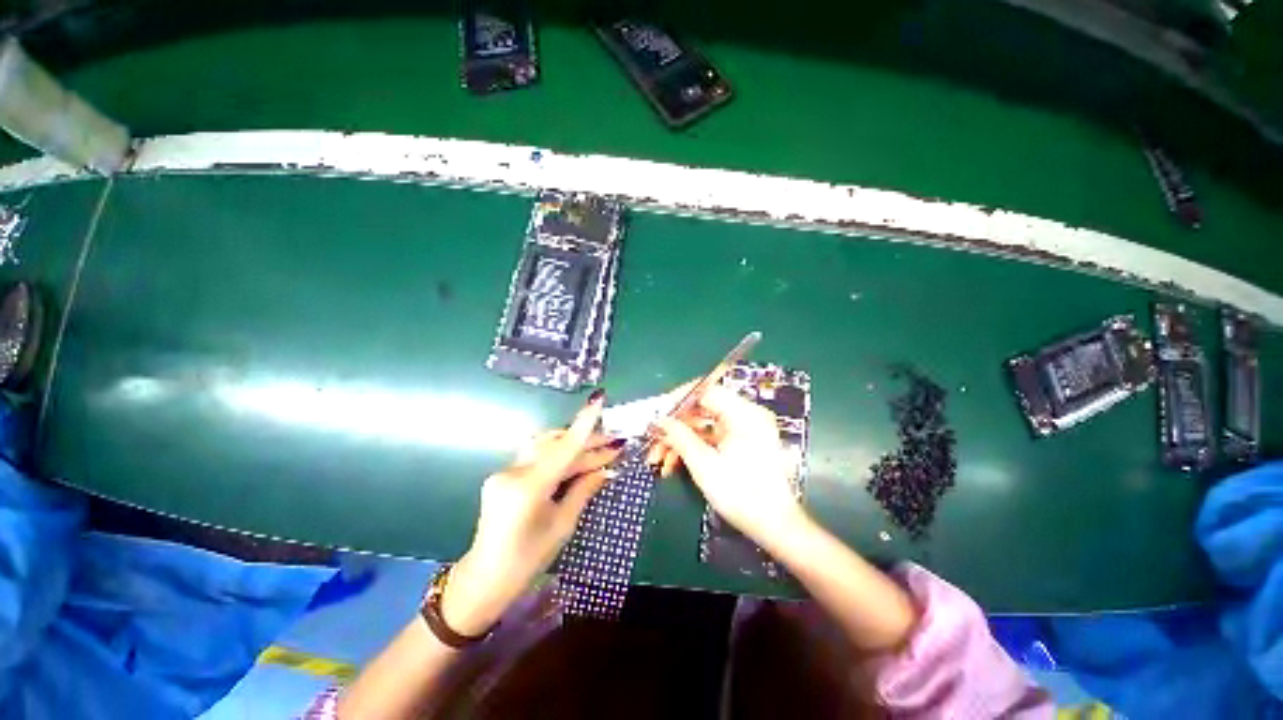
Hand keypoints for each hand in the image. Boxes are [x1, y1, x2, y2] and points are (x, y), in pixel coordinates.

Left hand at [442, 391, 624, 635]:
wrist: (484, 578)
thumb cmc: (528, 560)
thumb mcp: (562, 526)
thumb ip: (584, 490)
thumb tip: (607, 469)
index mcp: (529, 488)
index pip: (564, 448)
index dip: (584, 423)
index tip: (599, 398)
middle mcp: (514, 472)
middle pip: (557, 445)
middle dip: (588, 442)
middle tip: (615, 443)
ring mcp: (505, 471)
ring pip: (546, 446)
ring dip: (573, 446)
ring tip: (599, 449)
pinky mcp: (503, 474)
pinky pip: (536, 457)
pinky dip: (558, 456)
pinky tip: (575, 461)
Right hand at [650, 384, 806, 548]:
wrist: (774, 527)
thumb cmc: (741, 494)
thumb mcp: (704, 465)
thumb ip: (680, 437)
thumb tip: (660, 420)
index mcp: (744, 414)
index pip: (708, 390)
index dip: (680, 398)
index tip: (659, 411)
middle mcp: (746, 416)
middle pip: (703, 409)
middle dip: (676, 426)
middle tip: (653, 439)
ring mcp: (744, 431)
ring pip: (703, 426)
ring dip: (680, 441)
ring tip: (657, 459)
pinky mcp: (740, 444)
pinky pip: (711, 438)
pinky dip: (693, 448)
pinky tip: (673, 465)